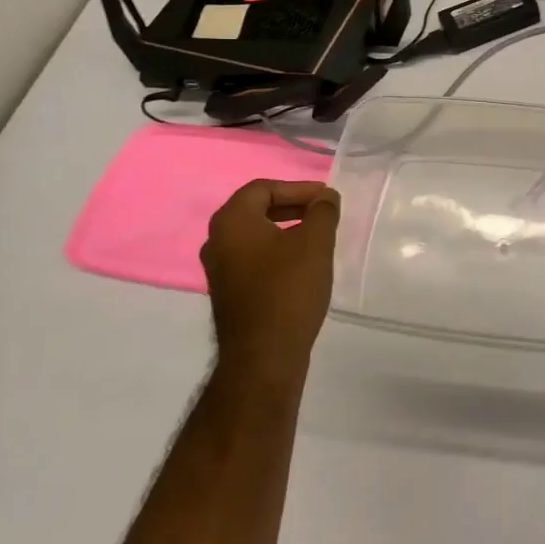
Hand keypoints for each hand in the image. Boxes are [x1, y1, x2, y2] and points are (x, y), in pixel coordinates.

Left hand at [201, 180, 340, 383]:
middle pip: (256, 209)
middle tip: (324, 213)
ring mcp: (219, 269)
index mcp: (232, 221)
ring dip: (286, 229)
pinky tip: (302, 265)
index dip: (298, 188)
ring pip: (255, 235)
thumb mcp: (315, 243)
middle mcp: (217, 240)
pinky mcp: (228, 292)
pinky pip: (253, 258)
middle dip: (293, 206)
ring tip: (318, 237)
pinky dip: (277, 251)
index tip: (327, 198)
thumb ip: (323, 211)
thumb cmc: (288, 290)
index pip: (263, 188)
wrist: (263, 355)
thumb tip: (325, 197)